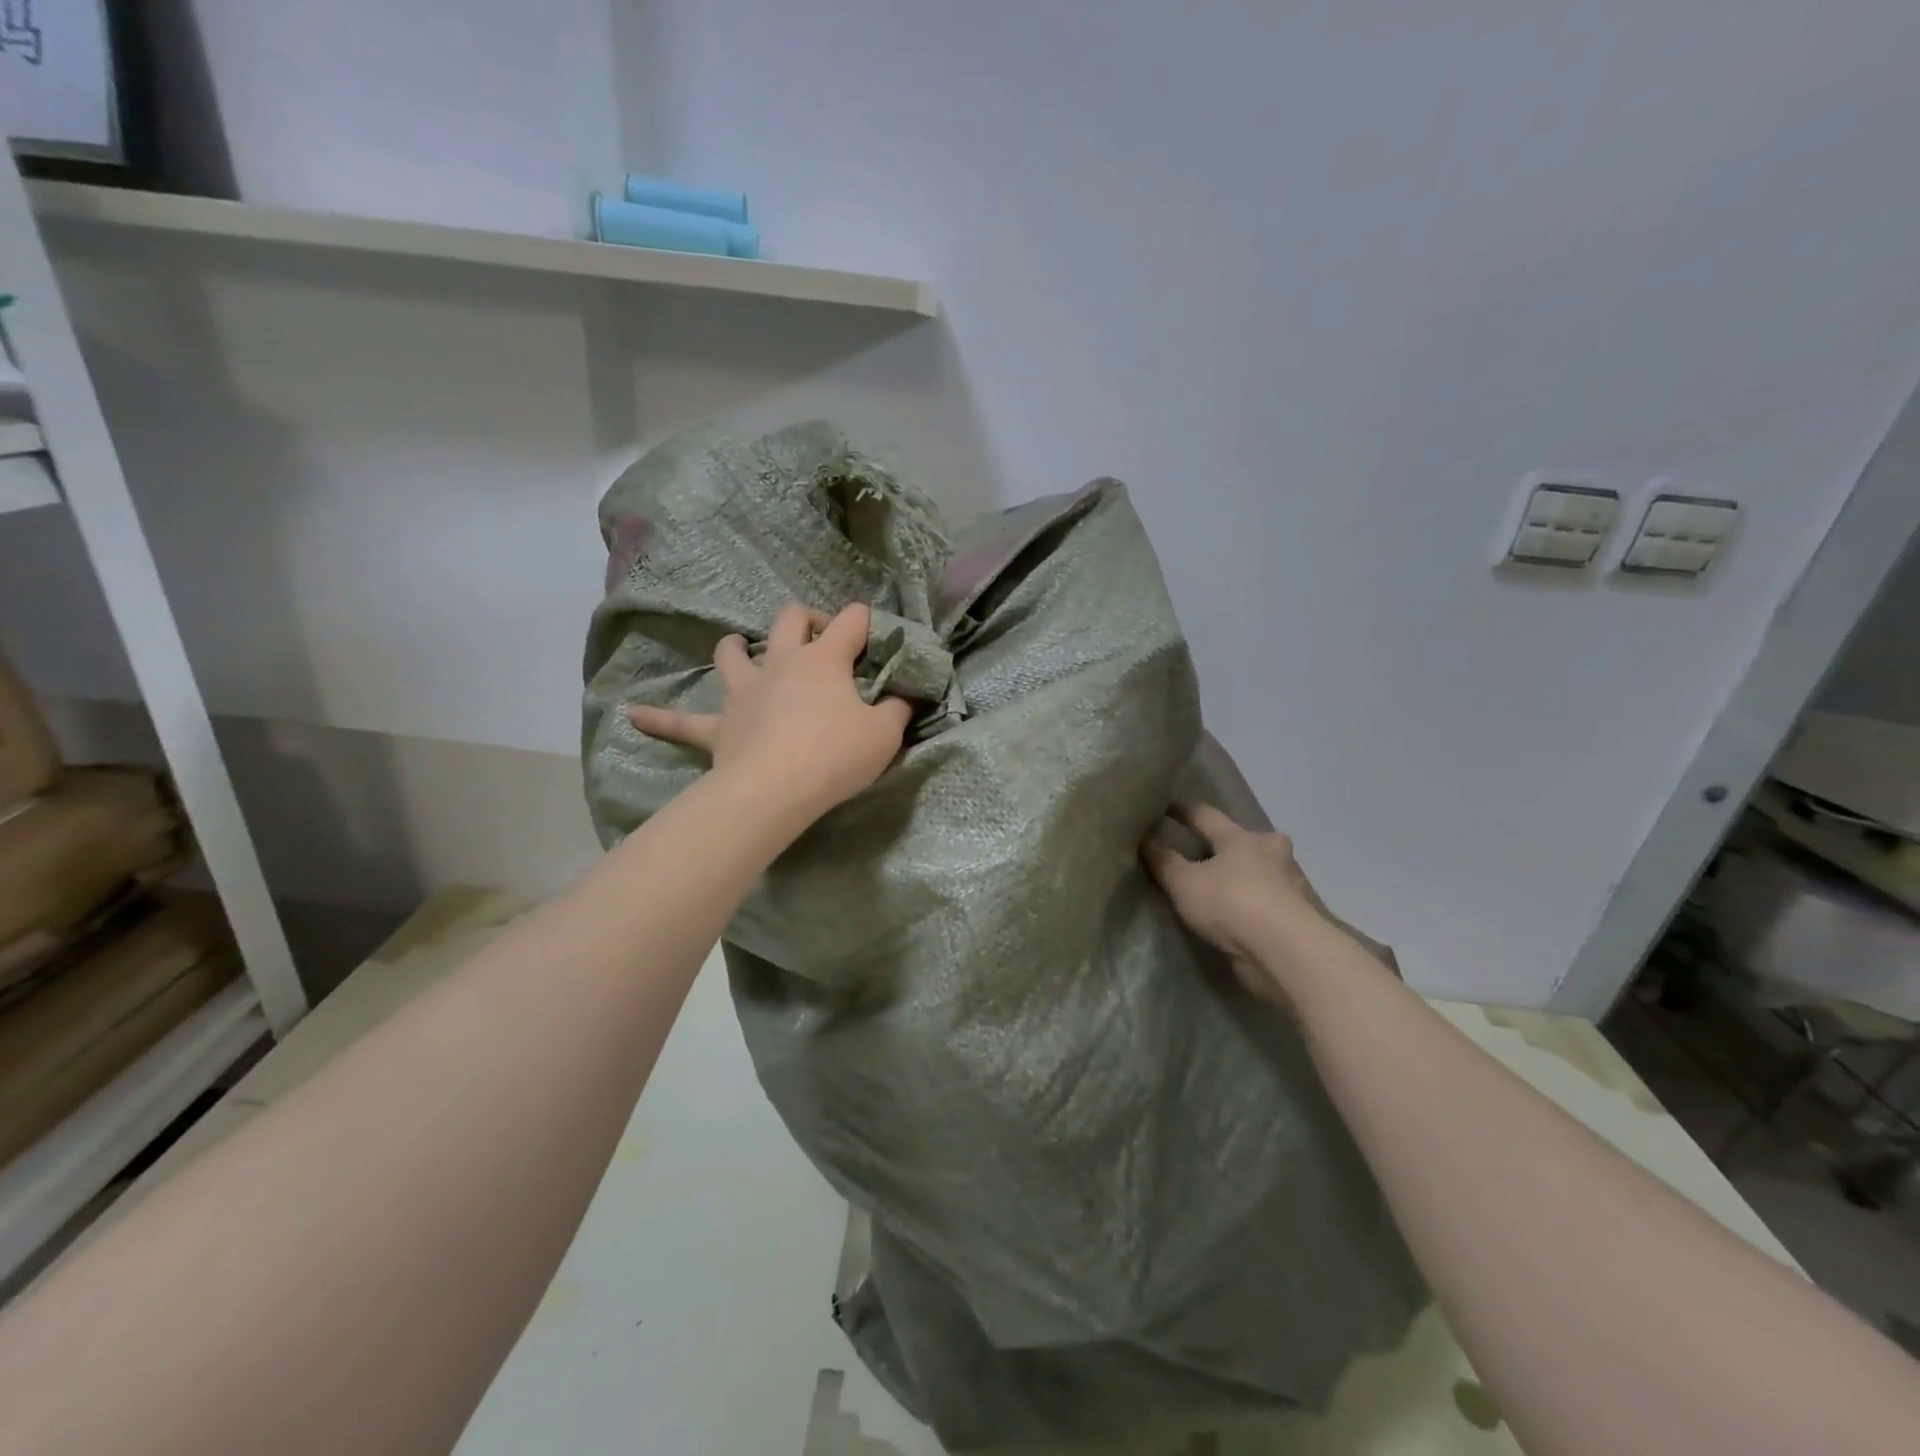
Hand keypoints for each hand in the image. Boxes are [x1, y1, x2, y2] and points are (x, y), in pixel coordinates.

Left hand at [626, 603, 911, 822]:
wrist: (775, 791)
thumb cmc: (835, 756)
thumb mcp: (884, 734)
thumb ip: (897, 710)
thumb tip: (905, 697)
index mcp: (823, 660)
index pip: (851, 621)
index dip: (867, 622)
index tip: (877, 638)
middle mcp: (780, 664)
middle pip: (788, 620)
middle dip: (806, 619)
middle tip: (819, 637)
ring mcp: (744, 693)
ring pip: (732, 654)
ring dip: (737, 647)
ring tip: (740, 648)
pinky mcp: (718, 728)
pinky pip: (681, 722)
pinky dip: (658, 718)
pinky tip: (632, 715)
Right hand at [1142, 804, 1333, 1003]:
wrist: (1285, 952)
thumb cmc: (1232, 902)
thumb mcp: (1185, 882)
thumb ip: (1164, 861)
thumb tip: (1146, 840)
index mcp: (1243, 838)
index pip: (1207, 816)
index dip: (1184, 811)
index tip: (1165, 807)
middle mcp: (1272, 854)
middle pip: (1244, 842)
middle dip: (1228, 844)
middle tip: (1205, 851)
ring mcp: (1290, 887)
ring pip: (1261, 873)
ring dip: (1245, 877)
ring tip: (1221, 888)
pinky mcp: (1297, 919)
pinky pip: (1268, 903)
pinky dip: (1254, 905)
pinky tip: (1239, 917)